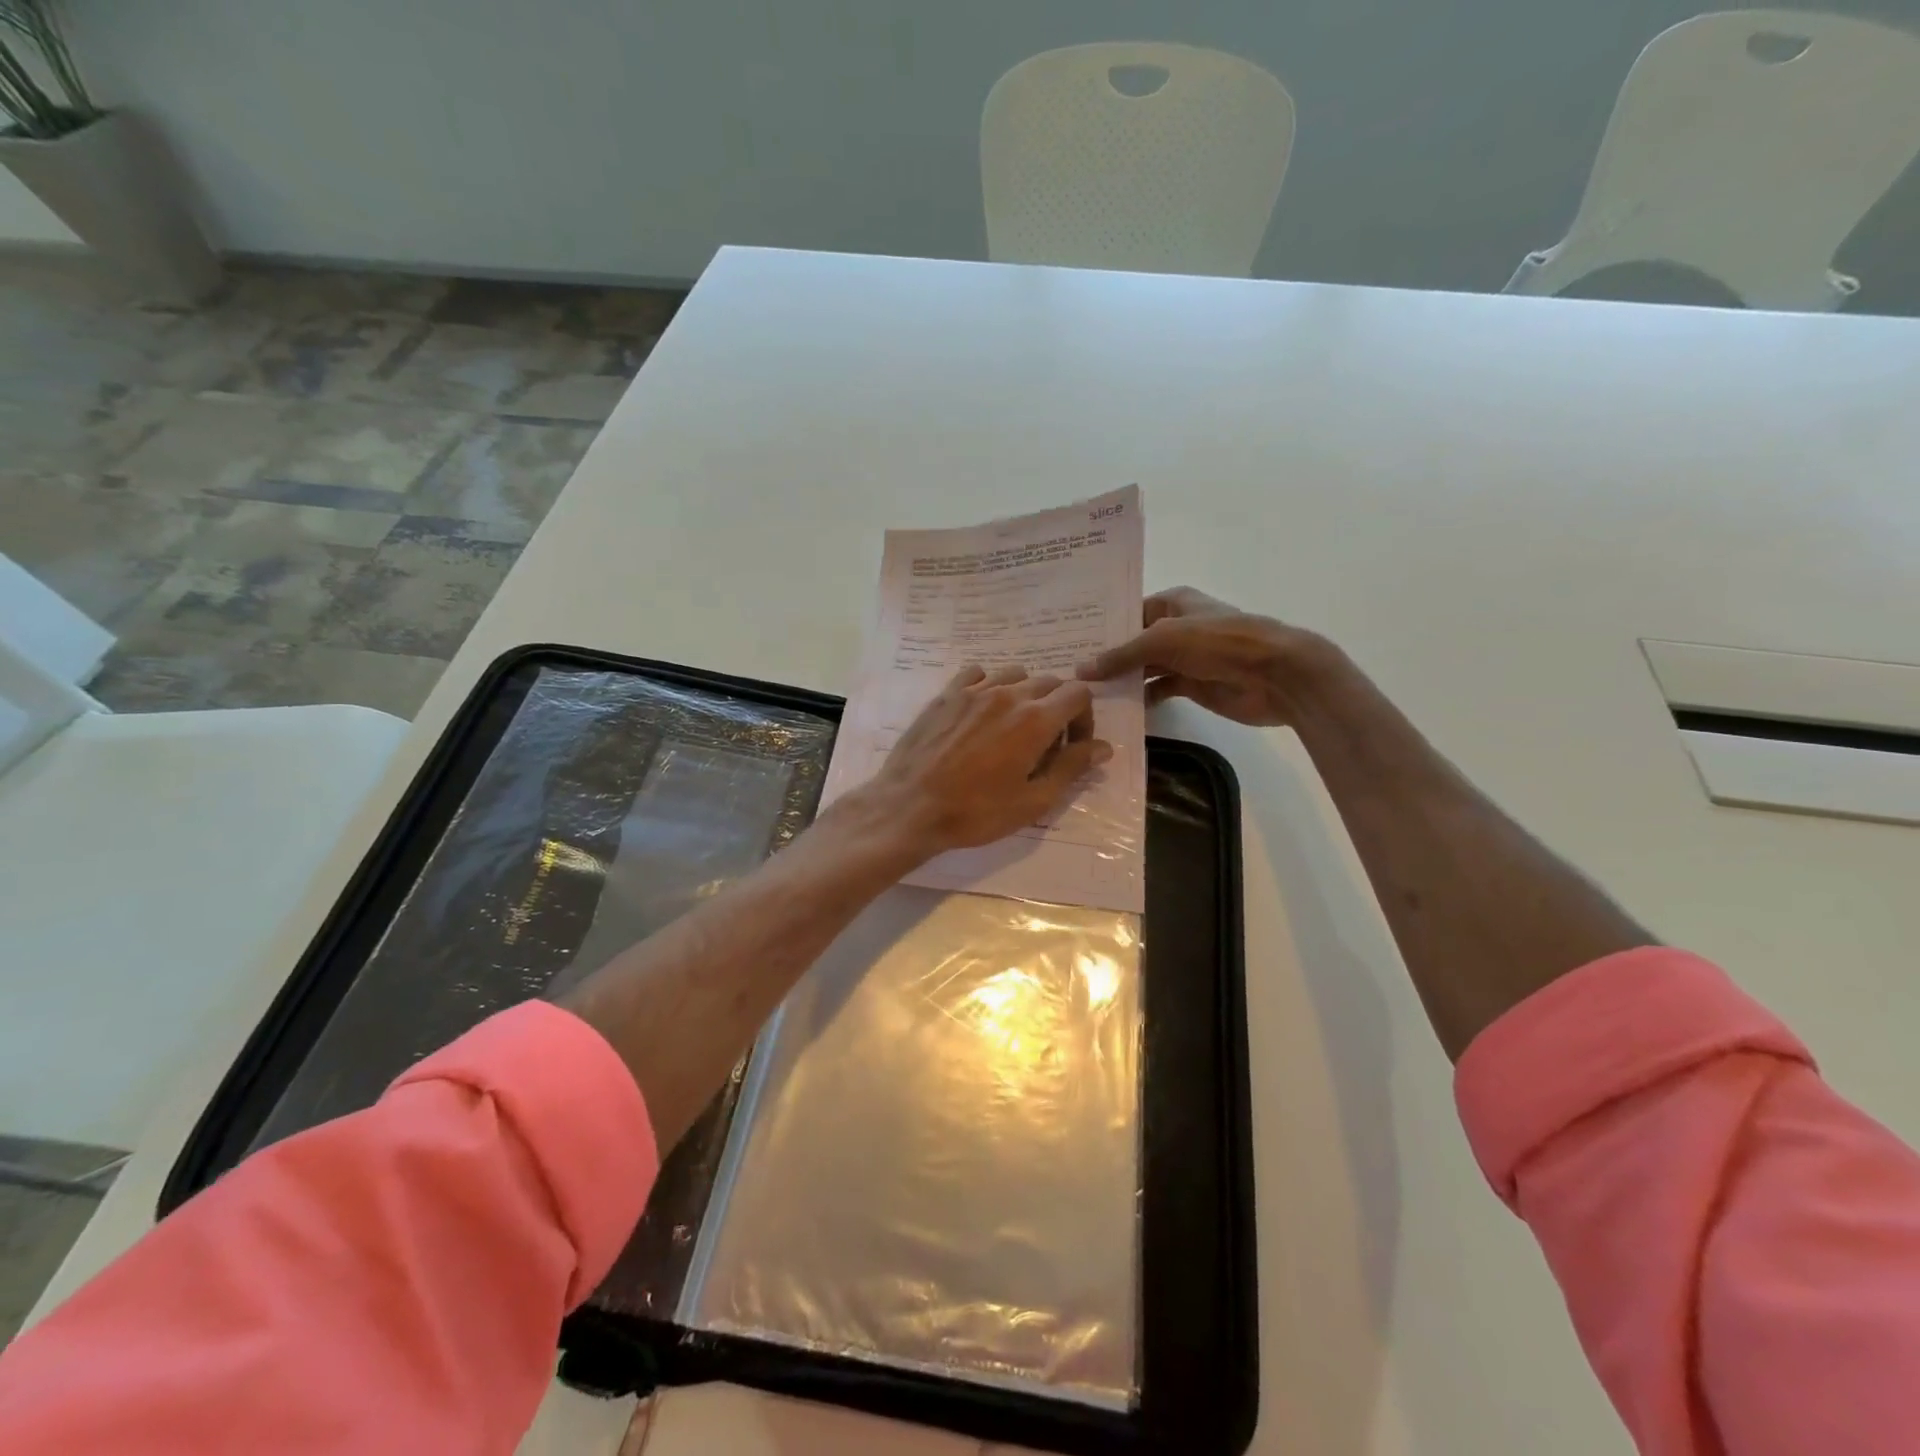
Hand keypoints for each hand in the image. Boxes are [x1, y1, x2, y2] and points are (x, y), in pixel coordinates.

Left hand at [854, 665, 1111, 858]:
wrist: (910, 807)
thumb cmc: (976, 812)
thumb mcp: (1033, 801)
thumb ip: (1071, 768)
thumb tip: (1103, 747)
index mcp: (1035, 719)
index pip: (1079, 694)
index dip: (1085, 718)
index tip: (1072, 746)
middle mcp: (1008, 694)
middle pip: (1050, 682)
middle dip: (1058, 708)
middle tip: (1045, 744)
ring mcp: (974, 690)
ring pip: (1015, 675)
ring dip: (1025, 696)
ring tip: (1013, 728)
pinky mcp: (946, 694)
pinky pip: (977, 674)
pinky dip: (989, 686)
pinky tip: (981, 713)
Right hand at [1076, 586, 1339, 725]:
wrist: (1274, 674)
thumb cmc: (1219, 642)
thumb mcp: (1164, 640)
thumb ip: (1122, 655)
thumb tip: (1081, 670)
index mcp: (1171, 603)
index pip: (1127, 613)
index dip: (1100, 628)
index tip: (1067, 643)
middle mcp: (1176, 628)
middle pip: (1133, 643)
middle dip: (1106, 657)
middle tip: (1066, 673)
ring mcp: (1185, 658)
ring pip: (1144, 669)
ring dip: (1121, 681)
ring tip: (1084, 695)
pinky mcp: (1192, 685)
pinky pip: (1158, 690)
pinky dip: (1141, 699)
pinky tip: (1117, 709)